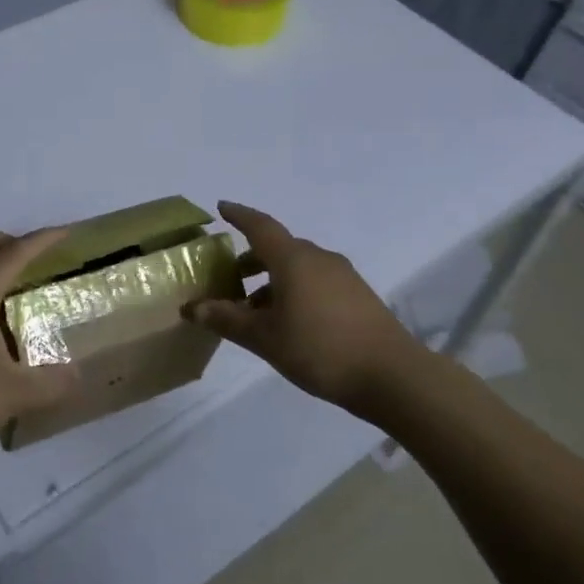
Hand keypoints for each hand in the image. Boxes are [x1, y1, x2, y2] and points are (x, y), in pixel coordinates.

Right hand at [189, 202, 421, 419]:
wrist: (391, 375)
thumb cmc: (320, 349)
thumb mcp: (264, 338)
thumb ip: (227, 319)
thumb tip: (192, 308)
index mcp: (293, 259)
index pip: (260, 226)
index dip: (239, 216)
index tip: (221, 208)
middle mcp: (318, 258)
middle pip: (278, 248)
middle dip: (251, 259)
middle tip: (228, 278)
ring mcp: (342, 276)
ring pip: (298, 267)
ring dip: (272, 280)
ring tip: (253, 309)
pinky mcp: (357, 295)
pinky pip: (316, 281)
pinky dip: (294, 290)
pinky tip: (287, 321)